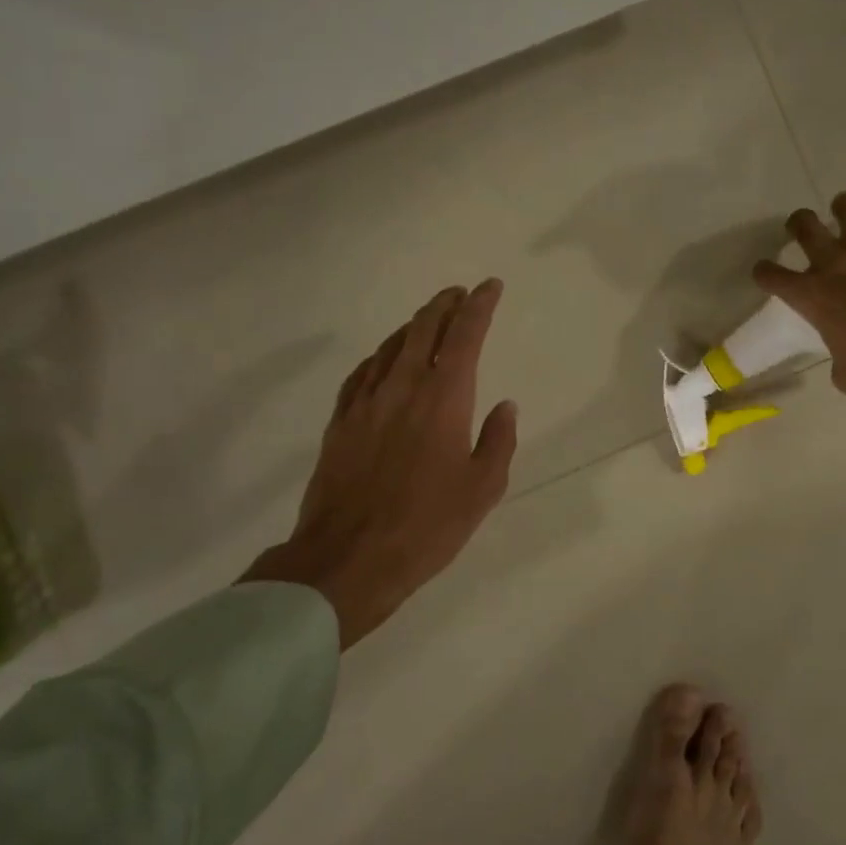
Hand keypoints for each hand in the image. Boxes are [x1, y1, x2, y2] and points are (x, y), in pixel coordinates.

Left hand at [244, 280, 517, 646]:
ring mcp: (365, 403)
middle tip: (459, 294)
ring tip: (428, 319)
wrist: (348, 559)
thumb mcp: (483, 489)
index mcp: (444, 398)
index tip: (490, 286)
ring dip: (413, 325)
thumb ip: (498, 441)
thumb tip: (505, 406)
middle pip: (423, 329)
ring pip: (390, 346)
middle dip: (445, 305)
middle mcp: (403, 387)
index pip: (465, 335)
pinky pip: (361, 373)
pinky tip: (383, 360)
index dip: (480, 306)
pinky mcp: (340, 423)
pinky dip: (379, 356)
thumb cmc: (427, 526)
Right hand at [752, 193, 845, 425]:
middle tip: (806, 230)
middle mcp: (833, 263)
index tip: (768, 273)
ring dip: (845, 208)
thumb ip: (837, 360)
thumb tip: (844, 363)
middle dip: (800, 223)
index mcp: (811, 296)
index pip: (769, 274)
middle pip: (803, 223)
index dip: (764, 272)